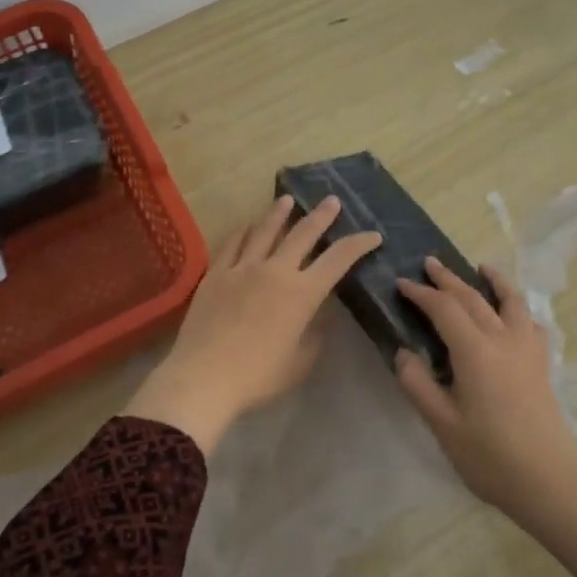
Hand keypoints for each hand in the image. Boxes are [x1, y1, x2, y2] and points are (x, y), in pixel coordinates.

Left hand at [125, 194, 381, 452]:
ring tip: (288, 199)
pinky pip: (232, 244)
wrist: (204, 377)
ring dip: (279, 213)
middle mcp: (275, 271)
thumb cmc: (258, 376)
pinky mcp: (216, 274)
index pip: (338, 259)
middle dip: (321, 216)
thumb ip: (314, 334)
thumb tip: (319, 315)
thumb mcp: (300, 361)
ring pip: (265, 231)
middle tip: (332, 200)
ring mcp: (242, 268)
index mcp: (302, 293)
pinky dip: (244, 231)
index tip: (373, 235)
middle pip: (303, 234)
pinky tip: (247, 226)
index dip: (359, 244)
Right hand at [392, 259, 576, 520]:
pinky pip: (530, 322)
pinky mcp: (542, 364)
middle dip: (449, 279)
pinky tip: (513, 313)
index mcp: (475, 351)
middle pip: (473, 298)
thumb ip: (418, 383)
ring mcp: (527, 349)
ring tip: (481, 267)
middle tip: (430, 263)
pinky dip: (518, 308)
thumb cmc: (489, 456)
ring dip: (493, 281)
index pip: (444, 309)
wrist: (548, 481)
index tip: (402, 283)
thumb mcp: (442, 423)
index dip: (421, 293)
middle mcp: (503, 339)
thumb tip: (404, 352)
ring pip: (510, 302)